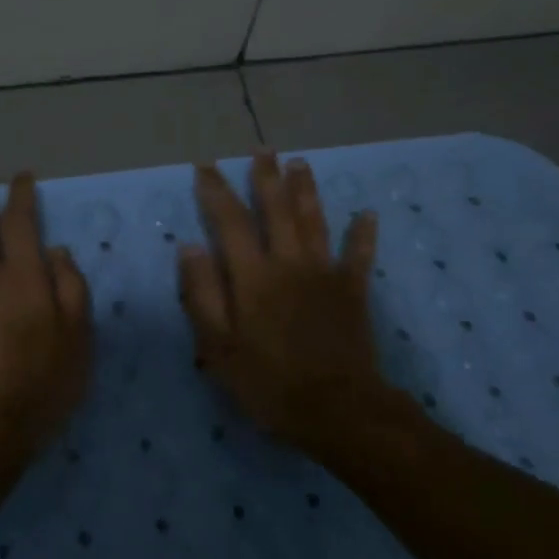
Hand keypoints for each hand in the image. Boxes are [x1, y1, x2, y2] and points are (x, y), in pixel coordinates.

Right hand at [179, 152, 419, 456]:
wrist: (337, 410)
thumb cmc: (269, 383)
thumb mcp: (219, 347)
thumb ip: (202, 294)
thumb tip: (189, 247)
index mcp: (253, 276)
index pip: (230, 222)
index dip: (216, 191)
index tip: (206, 166)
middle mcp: (289, 263)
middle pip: (277, 209)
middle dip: (266, 177)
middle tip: (262, 149)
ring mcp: (325, 274)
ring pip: (314, 221)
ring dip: (306, 190)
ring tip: (300, 163)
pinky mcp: (353, 291)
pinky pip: (360, 255)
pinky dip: (363, 234)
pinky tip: (368, 214)